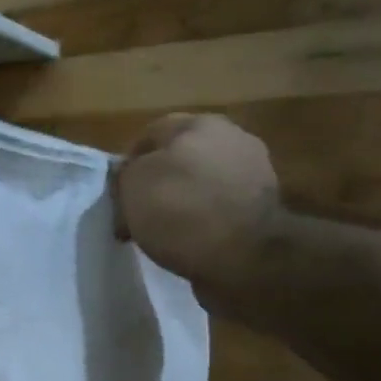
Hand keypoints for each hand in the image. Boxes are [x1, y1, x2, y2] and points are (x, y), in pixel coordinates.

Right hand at [114, 114, 283, 307]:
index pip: (150, 133)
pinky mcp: (264, 209)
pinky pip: (219, 210)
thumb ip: (127, 173)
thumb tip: (131, 177)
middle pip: (180, 158)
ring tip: (162, 232)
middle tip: (138, 213)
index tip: (117, 194)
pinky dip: (203, 222)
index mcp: (199, 124)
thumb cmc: (181, 210)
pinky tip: (189, 242)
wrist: (245, 256)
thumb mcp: (132, 185)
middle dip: (158, 183)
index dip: (128, 163)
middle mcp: (232, 139)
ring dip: (182, 203)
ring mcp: (253, 173)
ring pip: (201, 184)